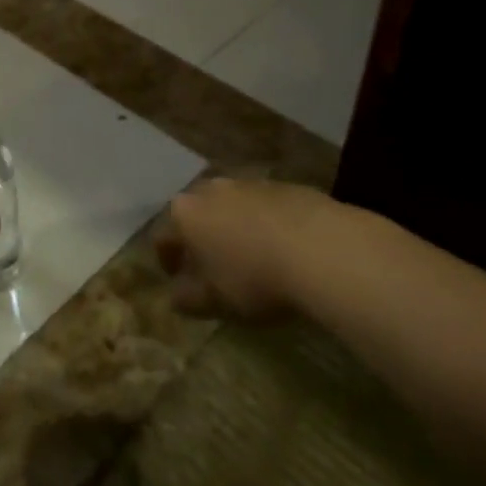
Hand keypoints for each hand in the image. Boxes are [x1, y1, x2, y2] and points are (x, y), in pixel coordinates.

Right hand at [155, 178, 331, 319]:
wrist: (322, 248)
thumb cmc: (255, 278)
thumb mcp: (215, 302)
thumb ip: (188, 299)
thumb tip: (176, 296)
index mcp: (186, 214)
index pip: (163, 236)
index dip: (167, 261)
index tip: (178, 281)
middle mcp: (212, 190)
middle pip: (197, 214)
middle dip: (201, 239)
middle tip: (213, 268)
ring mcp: (249, 183)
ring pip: (231, 207)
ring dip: (233, 229)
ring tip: (250, 258)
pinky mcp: (285, 186)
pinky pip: (264, 207)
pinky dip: (264, 224)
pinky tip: (282, 248)